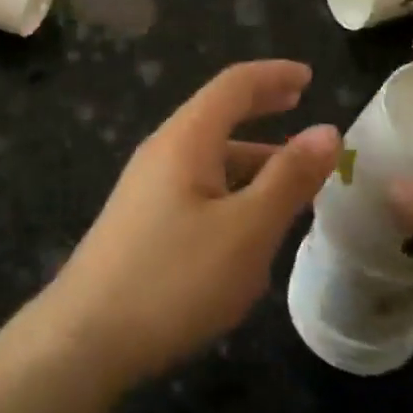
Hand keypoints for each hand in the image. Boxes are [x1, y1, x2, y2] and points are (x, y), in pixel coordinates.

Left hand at [38, 61, 340, 388]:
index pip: (234, 85)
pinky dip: (233, 187)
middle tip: (300, 103)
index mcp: (187, 138)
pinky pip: (198, 186)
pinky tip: (251, 225)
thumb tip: (327, 130)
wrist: (85, 338)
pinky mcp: (142, 220)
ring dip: (252, 156)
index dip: (273, 75)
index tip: (309, 75)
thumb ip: (289, 178)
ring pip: (209, 155)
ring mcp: (148, 186)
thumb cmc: (174, 278)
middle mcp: (163, 150)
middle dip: (261, 105)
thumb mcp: (247, 230)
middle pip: (218, 113)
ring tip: (293, 178)